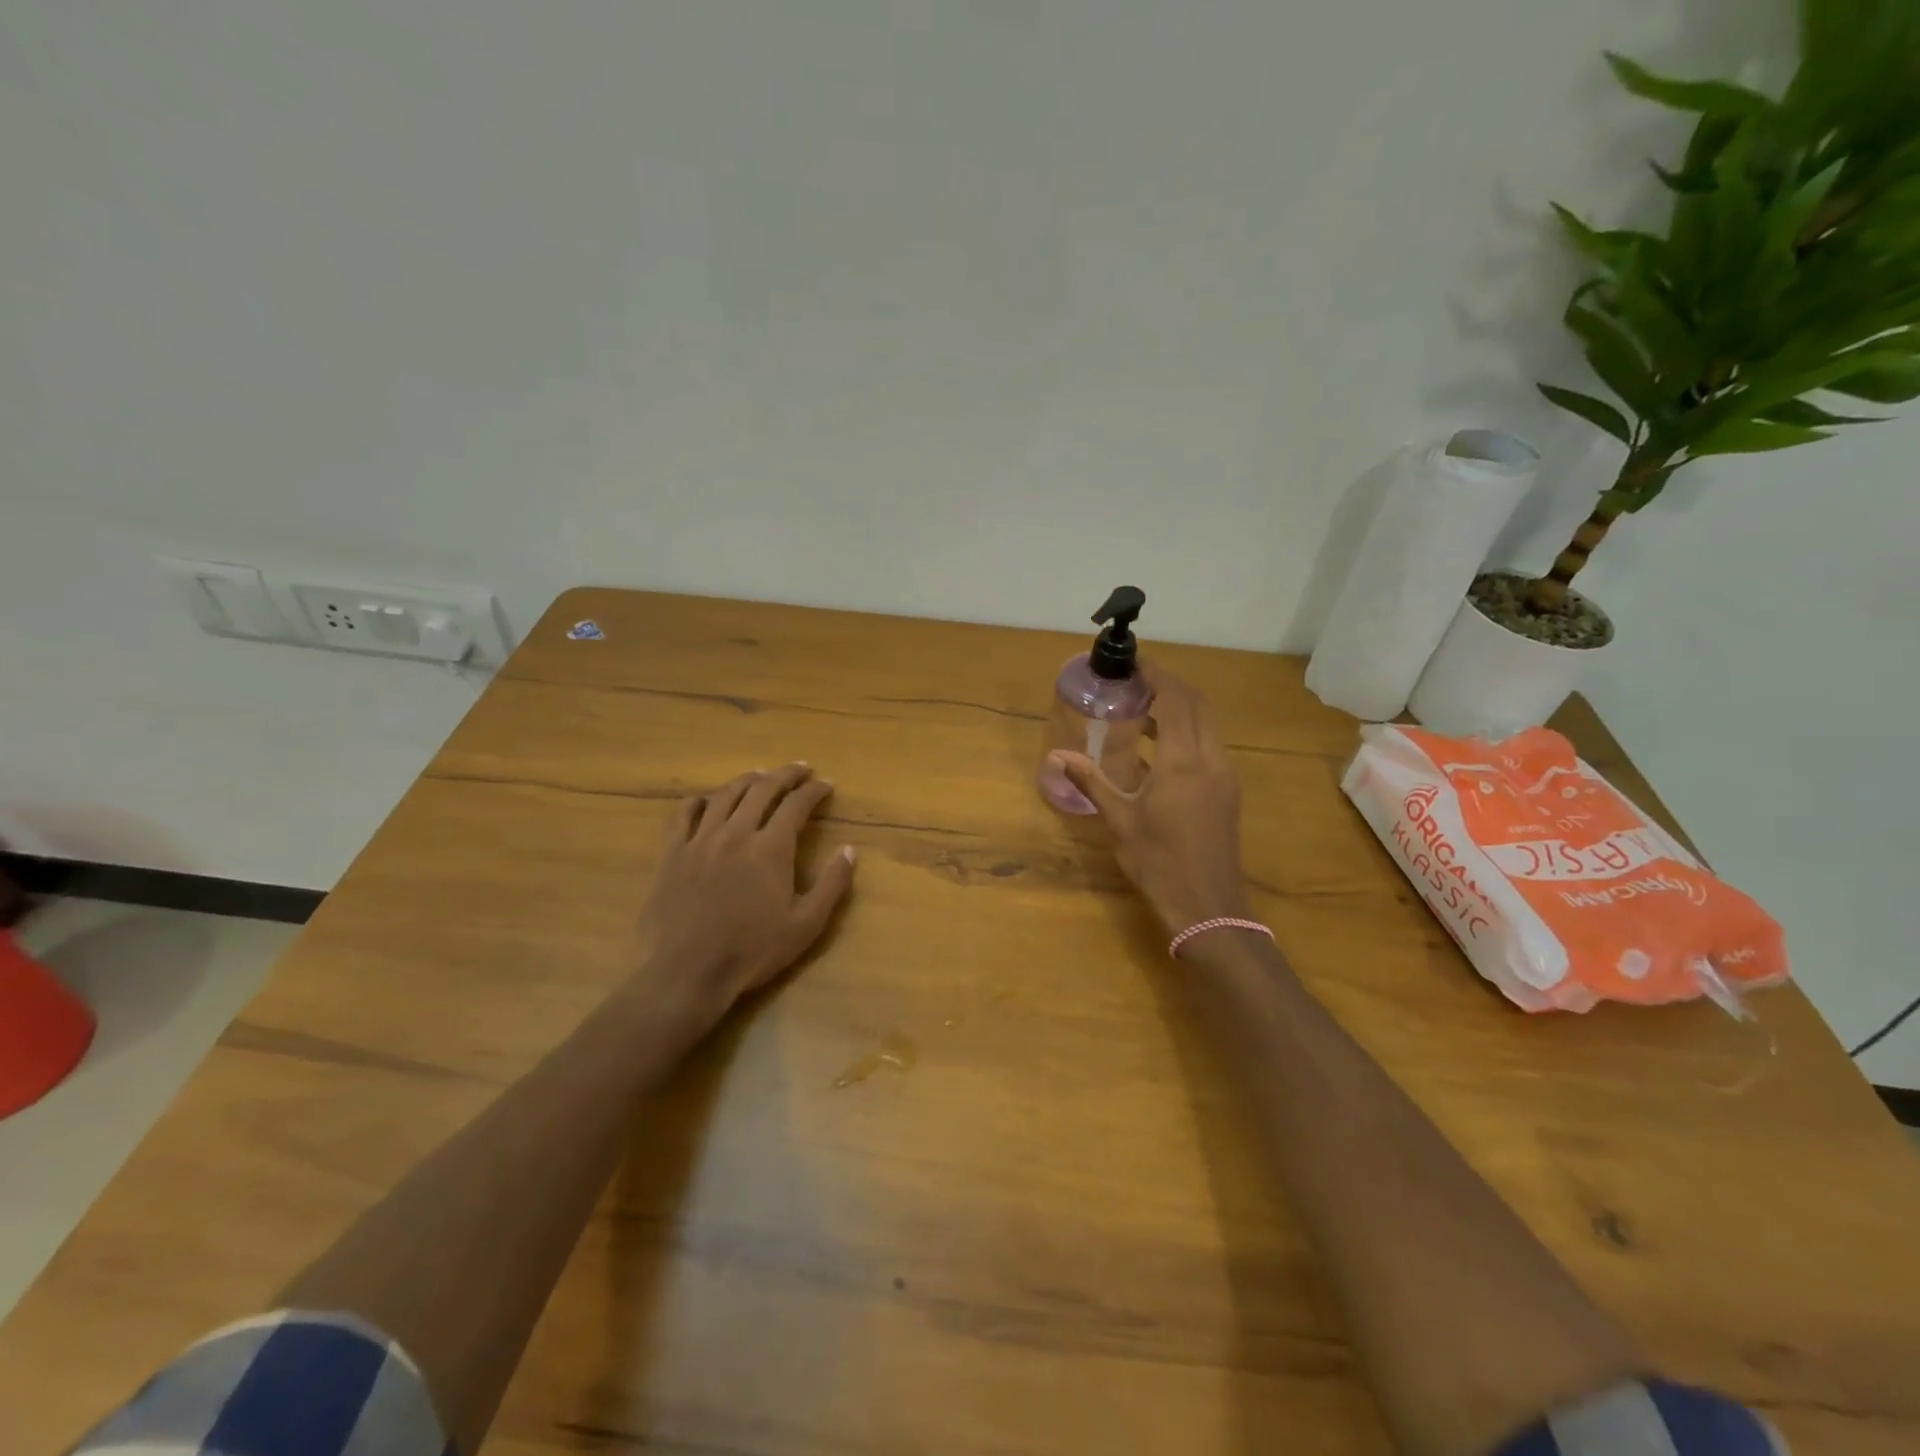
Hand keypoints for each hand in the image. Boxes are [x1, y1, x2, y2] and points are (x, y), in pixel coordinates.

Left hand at [631, 763, 855, 1033]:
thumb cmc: (751, 952)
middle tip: (800, 769)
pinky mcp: (672, 854)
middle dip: (785, 774)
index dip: (813, 791)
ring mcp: (700, 840)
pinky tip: (706, 800)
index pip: (796, 805)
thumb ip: (832, 885)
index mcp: (770, 848)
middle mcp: (736, 833)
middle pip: (762, 789)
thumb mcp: (805, 926)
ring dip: (747, 780)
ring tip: (760, 776)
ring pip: (724, 795)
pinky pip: (683, 814)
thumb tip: (850, 850)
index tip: (825, 784)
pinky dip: (698, 800)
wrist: (685, 973)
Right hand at [1052, 668, 1249, 935]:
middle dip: (1169, 685)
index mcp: (1184, 762)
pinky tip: (1159, 747)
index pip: (1176, 700)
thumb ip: (1092, 782)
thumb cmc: (1158, 862)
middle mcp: (1210, 759)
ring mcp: (1224, 774)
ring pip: (1207, 723)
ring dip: (1179, 708)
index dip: (1157, 675)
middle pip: (1197, 704)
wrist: (1208, 906)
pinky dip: (1187, 731)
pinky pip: (1209, 744)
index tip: (1133, 663)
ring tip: (1142, 709)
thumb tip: (1057, 756)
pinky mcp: (1227, 789)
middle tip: (1134, 682)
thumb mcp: (1120, 820)